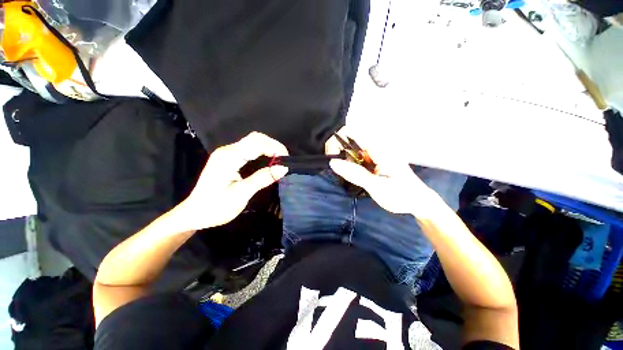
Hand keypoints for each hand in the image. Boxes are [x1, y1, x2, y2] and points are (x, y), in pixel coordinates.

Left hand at [177, 132, 288, 230]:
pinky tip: (269, 160)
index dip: (274, 148)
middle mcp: (228, 151)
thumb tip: (283, 168)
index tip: (287, 159)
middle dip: (273, 145)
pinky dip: (262, 152)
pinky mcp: (229, 159)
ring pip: (252, 142)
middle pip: (255, 138)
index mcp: (229, 157)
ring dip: (268, 147)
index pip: (256, 144)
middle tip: (285, 159)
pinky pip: (249, 149)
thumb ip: (262, 179)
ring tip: (280, 159)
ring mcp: (227, 154)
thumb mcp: (241, 194)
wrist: (194, 214)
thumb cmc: (216, 207)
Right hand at [329, 140, 442, 217]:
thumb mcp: (376, 186)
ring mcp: (376, 152)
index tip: (331, 158)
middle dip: (341, 155)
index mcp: (378, 147)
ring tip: (355, 177)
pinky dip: (353, 166)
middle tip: (345, 173)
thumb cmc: (400, 195)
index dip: (336, 141)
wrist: (418, 202)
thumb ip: (354, 173)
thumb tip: (332, 162)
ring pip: (353, 150)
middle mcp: (377, 146)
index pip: (351, 132)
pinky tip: (359, 176)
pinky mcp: (376, 159)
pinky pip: (358, 158)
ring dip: (347, 162)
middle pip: (349, 141)